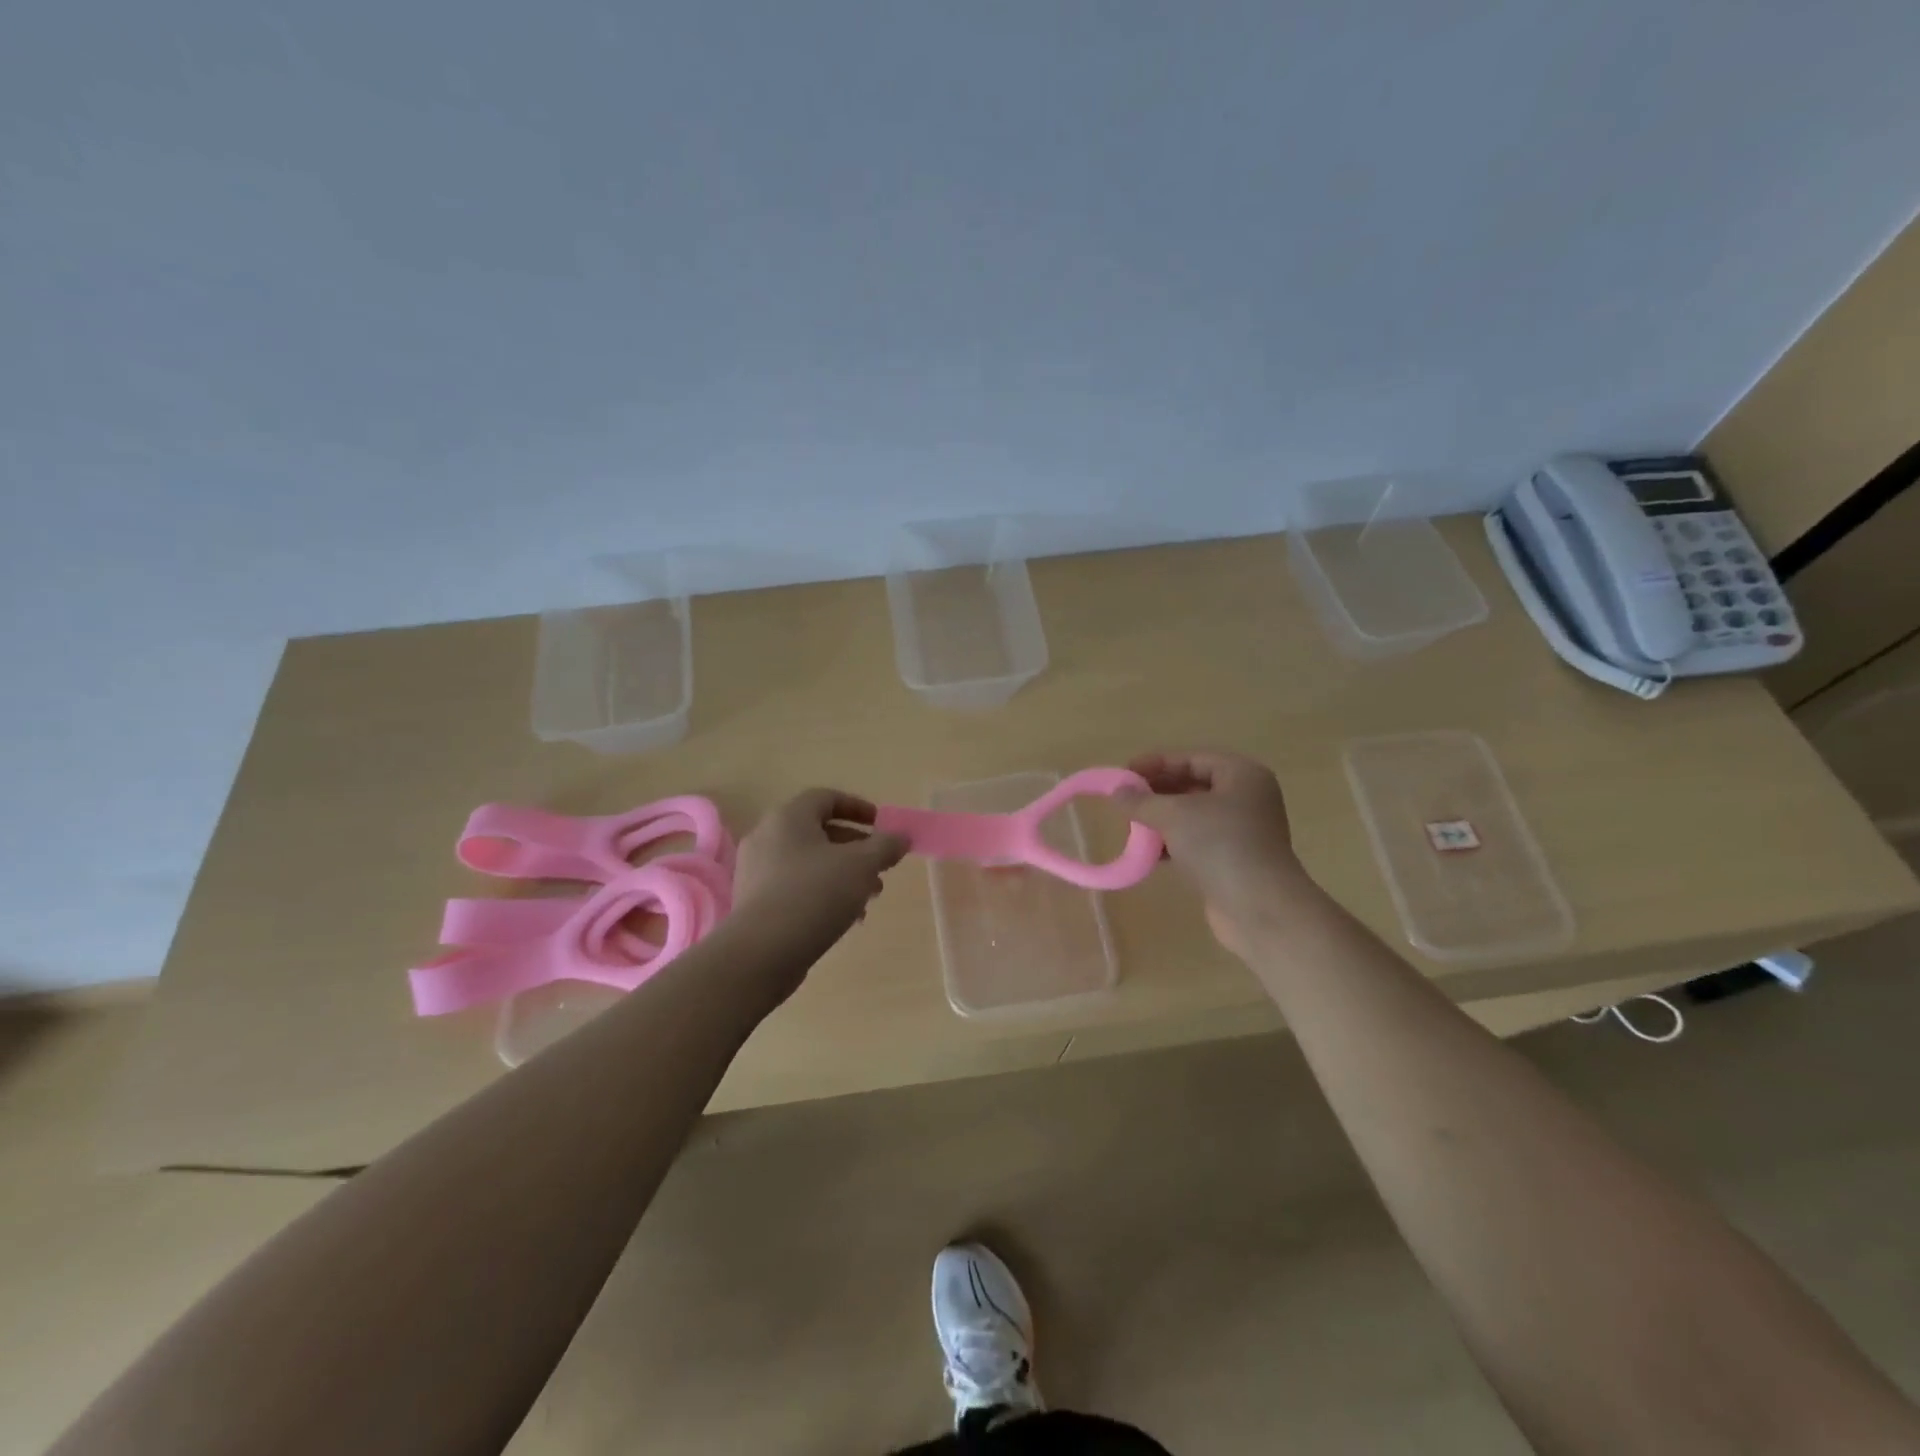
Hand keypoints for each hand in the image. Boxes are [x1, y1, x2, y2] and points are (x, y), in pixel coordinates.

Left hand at [732, 788, 907, 943]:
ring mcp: (757, 872)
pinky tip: (845, 918)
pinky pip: (795, 887)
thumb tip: (901, 837)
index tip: (881, 824)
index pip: (825, 798)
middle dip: (856, 848)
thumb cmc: (814, 894)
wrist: (762, 952)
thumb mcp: (861, 865)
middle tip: (881, 866)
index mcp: (788, 818)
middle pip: (818, 832)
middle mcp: (767, 837)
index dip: (857, 807)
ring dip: (843, 874)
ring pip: (809, 863)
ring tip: (869, 898)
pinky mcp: (755, 903)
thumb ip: (885, 846)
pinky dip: (822, 893)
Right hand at [1114, 749, 1311, 956]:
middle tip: (1124, 801)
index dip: (1156, 763)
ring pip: (1193, 816)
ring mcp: (1242, 832)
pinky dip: (1173, 844)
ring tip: (1131, 827)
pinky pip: (1197, 842)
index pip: (1191, 759)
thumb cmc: (1219, 846)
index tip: (1123, 774)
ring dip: (1162, 820)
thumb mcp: (1173, 815)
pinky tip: (1148, 854)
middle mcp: (1246, 798)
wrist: (1258, 908)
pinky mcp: (1234, 861)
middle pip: (1193, 786)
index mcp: (1241, 775)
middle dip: (1157, 793)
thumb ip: (1142, 800)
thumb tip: (1117, 791)